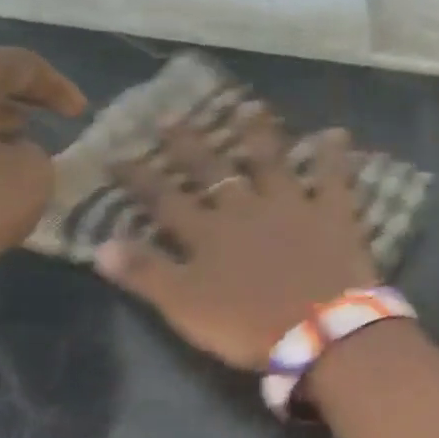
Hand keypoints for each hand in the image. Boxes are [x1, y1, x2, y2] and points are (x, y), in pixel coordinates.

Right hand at [96, 103, 377, 368]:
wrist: (319, 330)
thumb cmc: (248, 324)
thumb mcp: (184, 306)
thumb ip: (145, 273)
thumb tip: (100, 244)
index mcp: (208, 233)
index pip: (164, 199)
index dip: (140, 178)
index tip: (117, 154)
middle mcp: (245, 208)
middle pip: (212, 171)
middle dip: (189, 145)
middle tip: (171, 116)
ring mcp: (291, 206)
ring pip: (271, 162)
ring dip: (259, 135)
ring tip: (250, 106)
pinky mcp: (332, 214)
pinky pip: (335, 178)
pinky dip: (335, 156)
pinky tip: (338, 133)